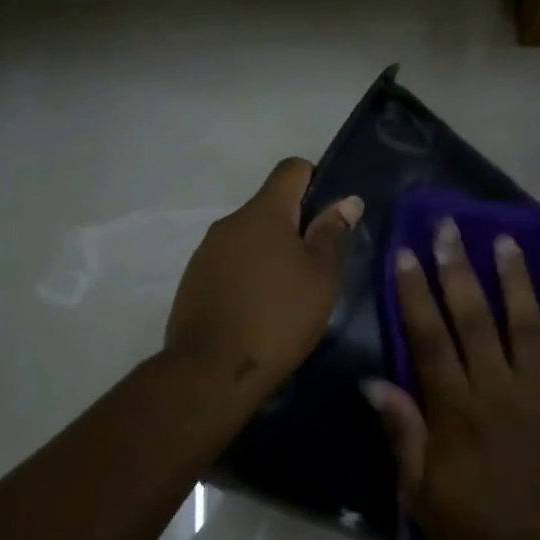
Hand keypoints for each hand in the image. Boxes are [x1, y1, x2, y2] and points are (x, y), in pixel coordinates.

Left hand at [164, 158, 361, 395]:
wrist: (212, 369)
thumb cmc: (279, 317)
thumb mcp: (320, 277)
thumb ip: (332, 234)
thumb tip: (346, 201)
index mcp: (263, 212)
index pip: (291, 169)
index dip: (315, 180)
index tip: (330, 216)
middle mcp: (229, 222)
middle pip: (269, 207)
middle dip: (295, 226)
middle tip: (317, 265)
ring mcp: (206, 251)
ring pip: (248, 238)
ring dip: (269, 253)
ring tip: (288, 293)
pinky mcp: (193, 280)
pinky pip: (229, 264)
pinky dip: (247, 275)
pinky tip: (258, 309)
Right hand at [364, 220, 539, 539]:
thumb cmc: (477, 535)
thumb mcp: (421, 495)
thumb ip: (403, 434)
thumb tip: (375, 383)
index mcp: (456, 412)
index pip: (429, 338)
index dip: (414, 293)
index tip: (405, 253)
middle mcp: (500, 391)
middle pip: (475, 318)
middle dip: (458, 268)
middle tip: (450, 227)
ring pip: (528, 326)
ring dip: (515, 281)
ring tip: (505, 241)